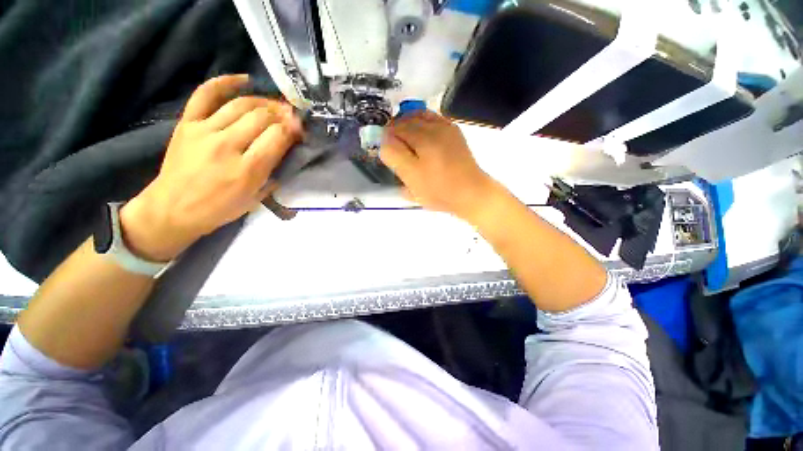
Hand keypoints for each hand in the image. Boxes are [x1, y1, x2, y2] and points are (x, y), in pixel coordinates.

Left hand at [120, 74, 301, 260]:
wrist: (173, 208)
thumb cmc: (220, 208)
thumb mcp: (256, 198)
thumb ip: (274, 174)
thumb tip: (288, 151)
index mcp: (247, 170)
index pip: (278, 137)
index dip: (294, 129)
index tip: (302, 128)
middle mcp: (227, 146)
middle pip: (262, 117)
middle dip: (283, 114)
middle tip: (292, 116)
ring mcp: (204, 131)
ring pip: (241, 104)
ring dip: (264, 102)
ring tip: (276, 106)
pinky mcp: (187, 123)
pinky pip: (205, 94)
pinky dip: (225, 82)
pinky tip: (244, 80)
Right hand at [380, 112, 497, 220]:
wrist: (471, 193)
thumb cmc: (439, 191)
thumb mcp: (412, 179)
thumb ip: (394, 157)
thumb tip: (384, 141)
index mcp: (423, 139)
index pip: (395, 129)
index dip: (385, 137)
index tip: (384, 149)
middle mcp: (435, 127)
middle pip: (406, 120)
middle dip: (395, 129)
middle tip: (391, 145)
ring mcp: (446, 128)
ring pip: (419, 116)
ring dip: (407, 123)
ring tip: (404, 138)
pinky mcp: (454, 132)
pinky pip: (433, 119)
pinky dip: (422, 122)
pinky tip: (420, 134)